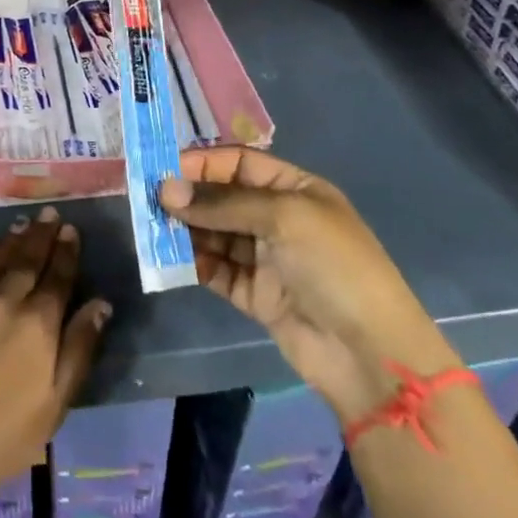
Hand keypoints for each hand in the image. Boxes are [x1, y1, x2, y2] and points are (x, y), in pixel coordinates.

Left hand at [0, 206, 110, 504]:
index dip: (65, 252)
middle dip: (41, 235)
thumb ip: (79, 348)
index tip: (70, 230)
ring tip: (23, 223)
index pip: (57, 277)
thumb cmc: (5, 434)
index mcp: (39, 324)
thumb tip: (100, 304)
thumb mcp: (56, 401)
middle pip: (27, 259)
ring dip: (13, 240)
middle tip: (49, 213)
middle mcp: (6, 301)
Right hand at [160, 148, 459, 420]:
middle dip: (188, 197)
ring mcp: (267, 259)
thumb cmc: (333, 266)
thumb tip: (166, 190)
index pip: (239, 164)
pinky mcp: (256, 295)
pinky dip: (195, 263)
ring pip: (215, 234)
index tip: (161, 169)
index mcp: (295, 190)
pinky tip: (171, 259)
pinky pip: (217, 270)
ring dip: (186, 230)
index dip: (202, 163)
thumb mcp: (283, 217)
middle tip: (148, 200)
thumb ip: (222, 203)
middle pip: (222, 198)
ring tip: (153, 228)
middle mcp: (279, 219)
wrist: (369, 354)